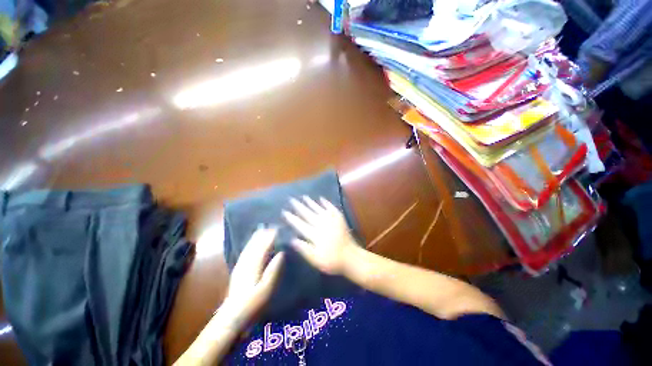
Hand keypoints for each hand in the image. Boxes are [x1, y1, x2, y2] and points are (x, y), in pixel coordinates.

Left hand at [221, 228, 283, 328]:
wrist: (232, 316)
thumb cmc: (253, 303)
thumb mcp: (267, 288)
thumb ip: (274, 269)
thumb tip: (281, 253)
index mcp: (254, 265)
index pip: (263, 246)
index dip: (270, 236)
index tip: (277, 228)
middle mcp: (246, 262)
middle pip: (254, 244)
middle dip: (262, 234)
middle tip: (271, 226)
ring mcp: (240, 266)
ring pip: (248, 247)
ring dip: (255, 238)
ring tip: (261, 230)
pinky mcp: (237, 270)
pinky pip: (244, 252)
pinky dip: (249, 245)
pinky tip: (251, 244)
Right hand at [283, 196, 357, 274]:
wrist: (351, 257)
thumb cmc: (332, 260)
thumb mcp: (316, 259)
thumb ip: (304, 249)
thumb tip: (292, 239)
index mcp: (314, 234)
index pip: (300, 224)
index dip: (292, 218)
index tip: (285, 211)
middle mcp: (321, 224)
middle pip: (308, 214)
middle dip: (299, 207)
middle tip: (291, 199)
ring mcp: (331, 219)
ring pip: (318, 209)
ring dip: (311, 202)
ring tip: (304, 196)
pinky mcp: (339, 218)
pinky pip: (331, 207)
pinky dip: (326, 202)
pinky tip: (321, 198)